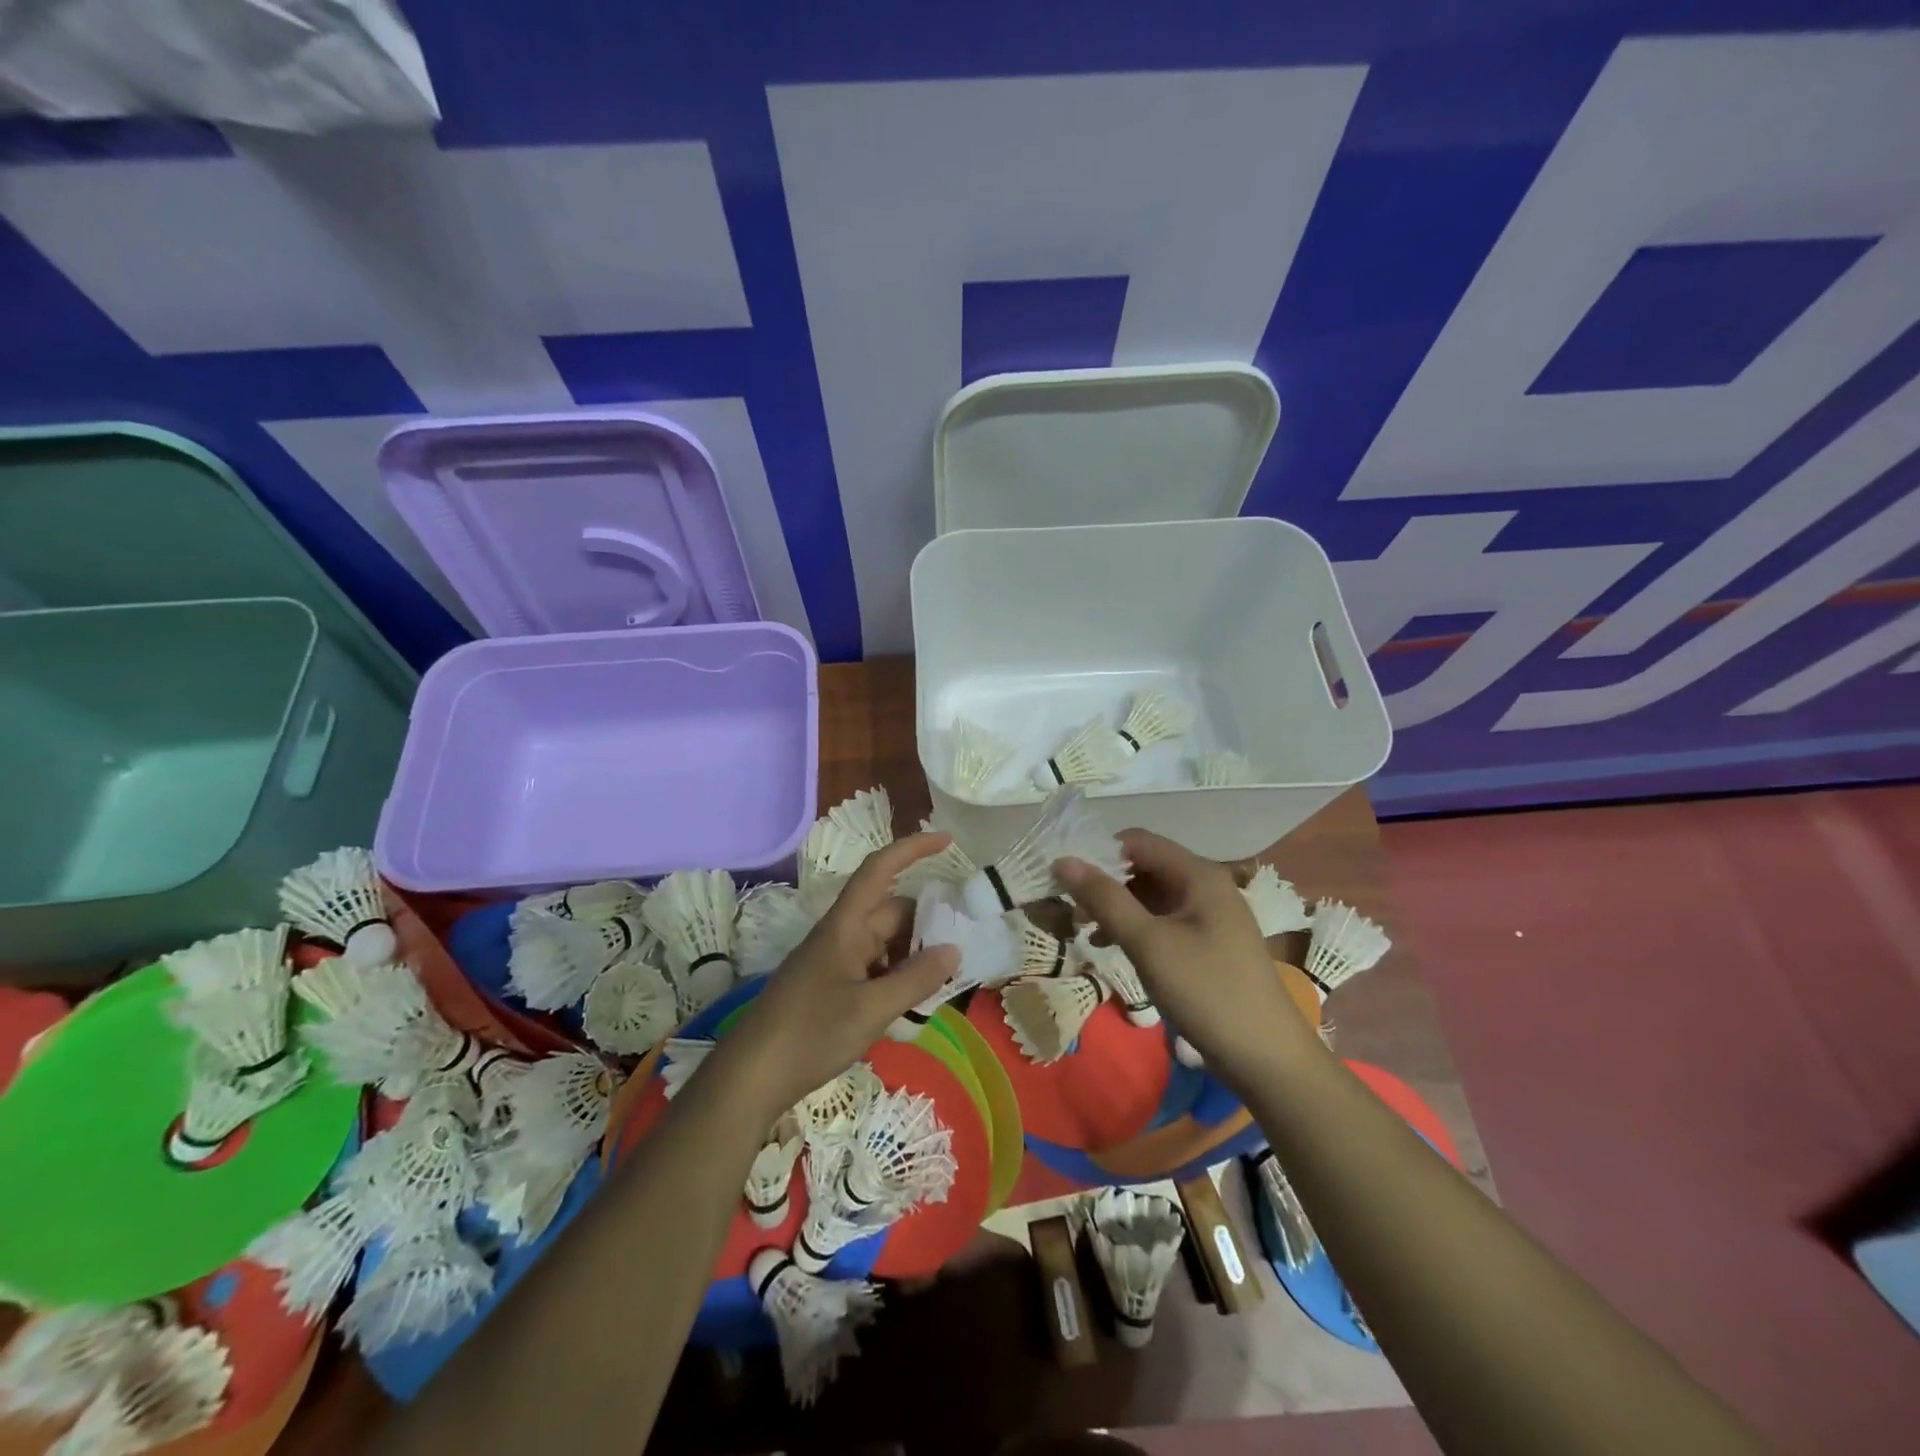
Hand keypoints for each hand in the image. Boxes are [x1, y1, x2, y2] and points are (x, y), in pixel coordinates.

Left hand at [715, 834, 959, 1119]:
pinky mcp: (832, 988)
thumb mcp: (872, 1009)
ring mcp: (836, 962)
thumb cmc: (810, 1033)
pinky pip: (875, 969)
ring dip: (914, 957)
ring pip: (886, 944)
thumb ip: (916, 978)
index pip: (880, 870)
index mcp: (846, 925)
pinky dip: (897, 979)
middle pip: (892, 913)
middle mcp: (842, 935)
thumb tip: (953, 949)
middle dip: (927, 925)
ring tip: (943, 985)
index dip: (912, 849)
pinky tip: (913, 1007)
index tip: (948, 841)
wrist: (751, 1077)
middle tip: (963, 950)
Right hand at [1055, 831, 1316, 1084]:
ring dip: (1116, 906)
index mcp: (1198, 875)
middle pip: (1144, 866)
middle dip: (1105, 882)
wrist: (1266, 1058)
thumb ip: (1105, 899)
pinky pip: (1163, 920)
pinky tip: (1111, 946)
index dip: (1099, 852)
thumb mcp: (1149, 943)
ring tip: (1082, 928)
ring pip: (1151, 895)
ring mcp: (1209, 916)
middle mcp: (1206, 886)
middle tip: (1070, 908)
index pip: (1137, 841)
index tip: (1065, 878)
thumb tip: (1063, 861)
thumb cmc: (1207, 991)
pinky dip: (1135, 926)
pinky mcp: (1208, 943)